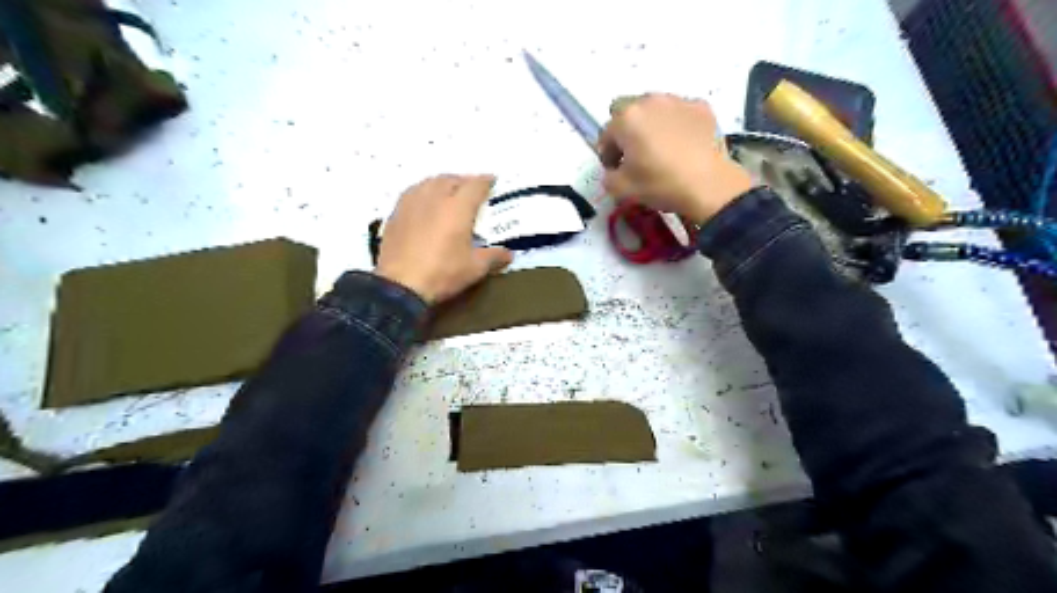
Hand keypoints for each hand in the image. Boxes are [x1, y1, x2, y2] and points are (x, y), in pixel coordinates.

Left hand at [378, 175, 515, 304]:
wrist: (400, 285)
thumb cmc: (443, 273)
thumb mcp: (474, 268)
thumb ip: (494, 257)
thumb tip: (508, 254)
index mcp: (458, 207)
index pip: (475, 185)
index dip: (486, 181)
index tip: (493, 181)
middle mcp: (435, 197)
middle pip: (452, 179)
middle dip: (465, 181)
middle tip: (472, 190)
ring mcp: (412, 203)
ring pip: (430, 182)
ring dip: (443, 183)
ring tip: (449, 192)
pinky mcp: (396, 213)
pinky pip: (414, 192)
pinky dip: (425, 192)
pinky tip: (426, 203)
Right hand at [598, 94, 754, 224]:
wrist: (709, 185)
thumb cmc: (661, 184)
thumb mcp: (622, 190)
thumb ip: (608, 177)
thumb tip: (613, 171)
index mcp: (626, 119)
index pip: (606, 134)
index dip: (608, 155)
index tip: (616, 170)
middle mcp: (649, 101)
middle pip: (629, 113)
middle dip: (627, 131)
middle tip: (636, 155)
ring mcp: (678, 100)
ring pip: (655, 109)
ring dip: (651, 124)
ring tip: (661, 148)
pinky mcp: (701, 107)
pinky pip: (679, 112)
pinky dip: (676, 124)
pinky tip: (682, 145)